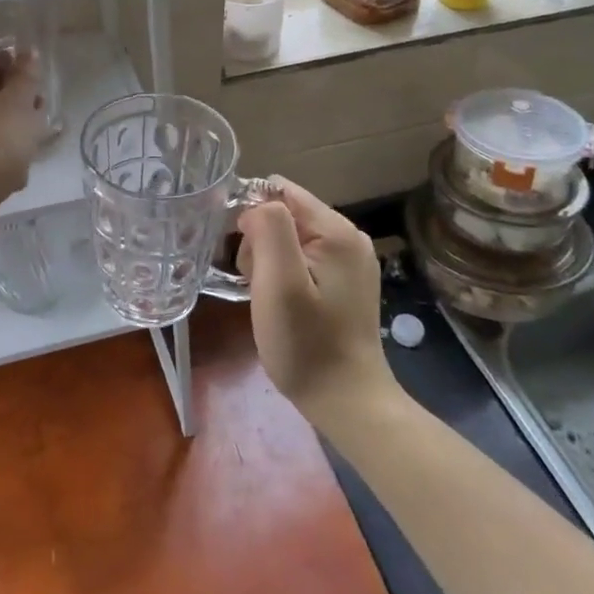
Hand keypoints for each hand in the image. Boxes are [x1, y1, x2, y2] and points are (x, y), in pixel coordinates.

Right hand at [237, 178, 396, 430]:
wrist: (348, 402)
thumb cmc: (307, 344)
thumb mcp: (279, 283)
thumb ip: (269, 229)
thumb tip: (255, 206)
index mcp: (336, 230)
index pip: (280, 191)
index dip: (252, 214)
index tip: (243, 255)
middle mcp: (349, 237)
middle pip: (285, 214)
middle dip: (260, 241)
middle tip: (258, 285)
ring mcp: (350, 261)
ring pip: (291, 237)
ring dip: (270, 261)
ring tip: (269, 298)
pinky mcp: (346, 282)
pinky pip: (303, 258)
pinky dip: (284, 275)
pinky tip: (284, 304)